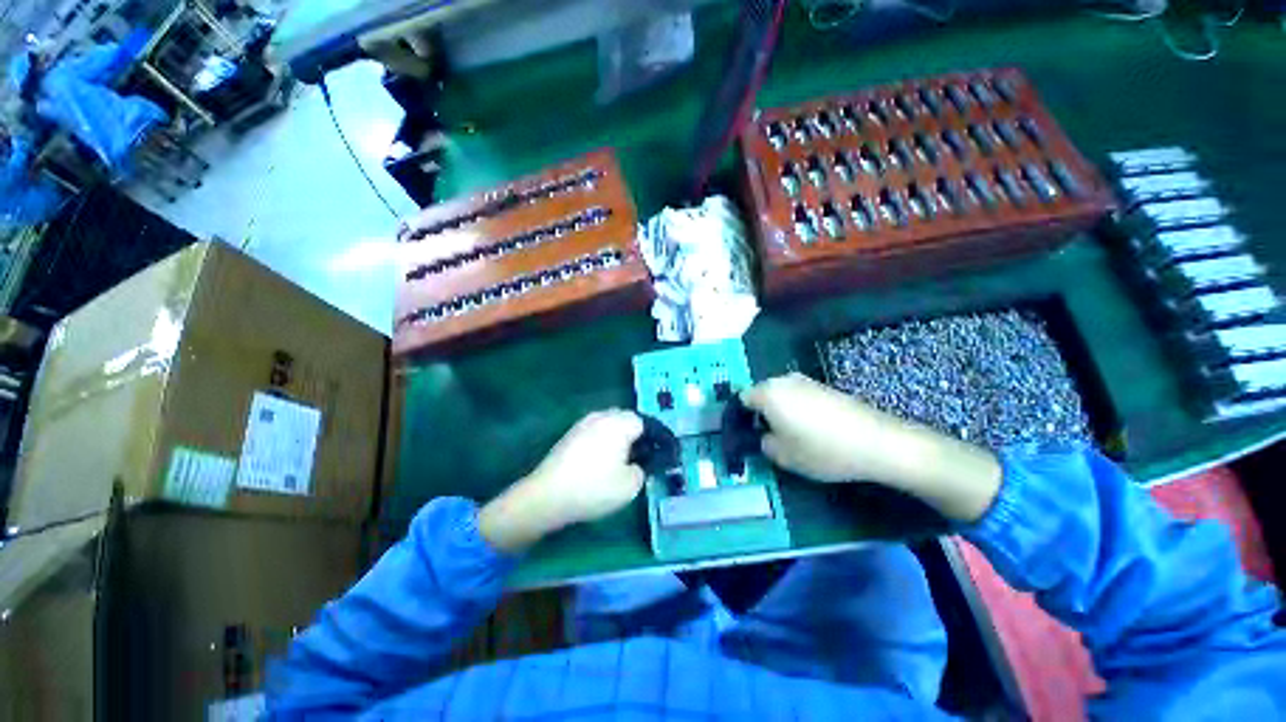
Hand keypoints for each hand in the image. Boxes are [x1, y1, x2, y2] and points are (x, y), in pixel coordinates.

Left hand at [479, 410, 644, 551]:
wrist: (547, 495)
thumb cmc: (594, 487)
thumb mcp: (630, 486)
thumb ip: (641, 471)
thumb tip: (636, 465)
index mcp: (619, 424)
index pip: (643, 423)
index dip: (652, 438)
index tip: (655, 455)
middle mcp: (601, 417)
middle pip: (625, 419)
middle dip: (634, 434)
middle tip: (638, 456)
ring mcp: (582, 424)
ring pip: (608, 424)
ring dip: (616, 437)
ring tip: (619, 459)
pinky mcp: (569, 435)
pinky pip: (593, 432)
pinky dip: (601, 442)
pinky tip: (598, 461)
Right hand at [742, 373, 1001, 521]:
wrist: (878, 442)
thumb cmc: (822, 449)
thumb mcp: (783, 456)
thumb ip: (763, 443)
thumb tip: (765, 435)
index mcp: (768, 393)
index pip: (742, 399)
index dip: (741, 417)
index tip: (749, 435)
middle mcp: (784, 380)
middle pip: (762, 394)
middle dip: (761, 413)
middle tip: (769, 437)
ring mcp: (807, 381)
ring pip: (782, 395)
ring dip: (781, 411)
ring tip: (793, 435)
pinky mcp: (826, 387)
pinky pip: (800, 396)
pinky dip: (799, 409)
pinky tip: (814, 430)